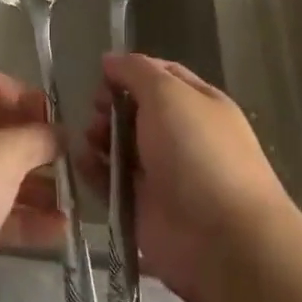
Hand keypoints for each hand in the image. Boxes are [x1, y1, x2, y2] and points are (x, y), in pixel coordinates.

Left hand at [0, 70, 63, 301]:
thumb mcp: (2, 156)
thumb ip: (37, 139)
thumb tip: (59, 133)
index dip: (29, 97)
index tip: (60, 122)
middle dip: (37, 147)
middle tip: (73, 166)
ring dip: (34, 187)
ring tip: (74, 204)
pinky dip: (20, 218)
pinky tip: (57, 233)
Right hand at [85, 52, 293, 301]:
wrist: (221, 241)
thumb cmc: (197, 152)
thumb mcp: (167, 93)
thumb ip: (135, 71)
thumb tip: (109, 60)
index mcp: (198, 104)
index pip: (161, 76)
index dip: (130, 71)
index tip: (101, 73)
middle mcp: (181, 136)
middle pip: (136, 110)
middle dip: (111, 105)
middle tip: (95, 109)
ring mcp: (162, 174)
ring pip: (121, 145)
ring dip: (99, 136)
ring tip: (89, 138)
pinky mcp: (142, 208)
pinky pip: (111, 182)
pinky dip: (93, 170)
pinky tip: (80, 161)